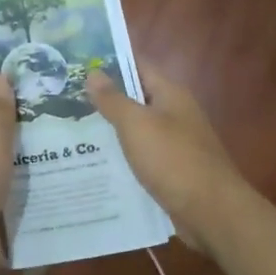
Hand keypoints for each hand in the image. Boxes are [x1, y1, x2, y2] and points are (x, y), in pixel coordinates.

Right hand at [87, 62, 245, 255]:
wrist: (211, 212)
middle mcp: (174, 114)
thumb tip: (93, 72)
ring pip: (136, 130)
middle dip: (103, 99)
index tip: (77, 63)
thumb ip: (113, 99)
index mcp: (170, 95)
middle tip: (64, 99)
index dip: (110, 62)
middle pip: (135, 98)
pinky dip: (121, 157)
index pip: (138, 66)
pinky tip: (95, 164)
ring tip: (71, 130)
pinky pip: (141, 157)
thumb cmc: (173, 160)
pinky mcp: (171, 171)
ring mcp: (174, 144)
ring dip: (109, 130)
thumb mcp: (137, 125)